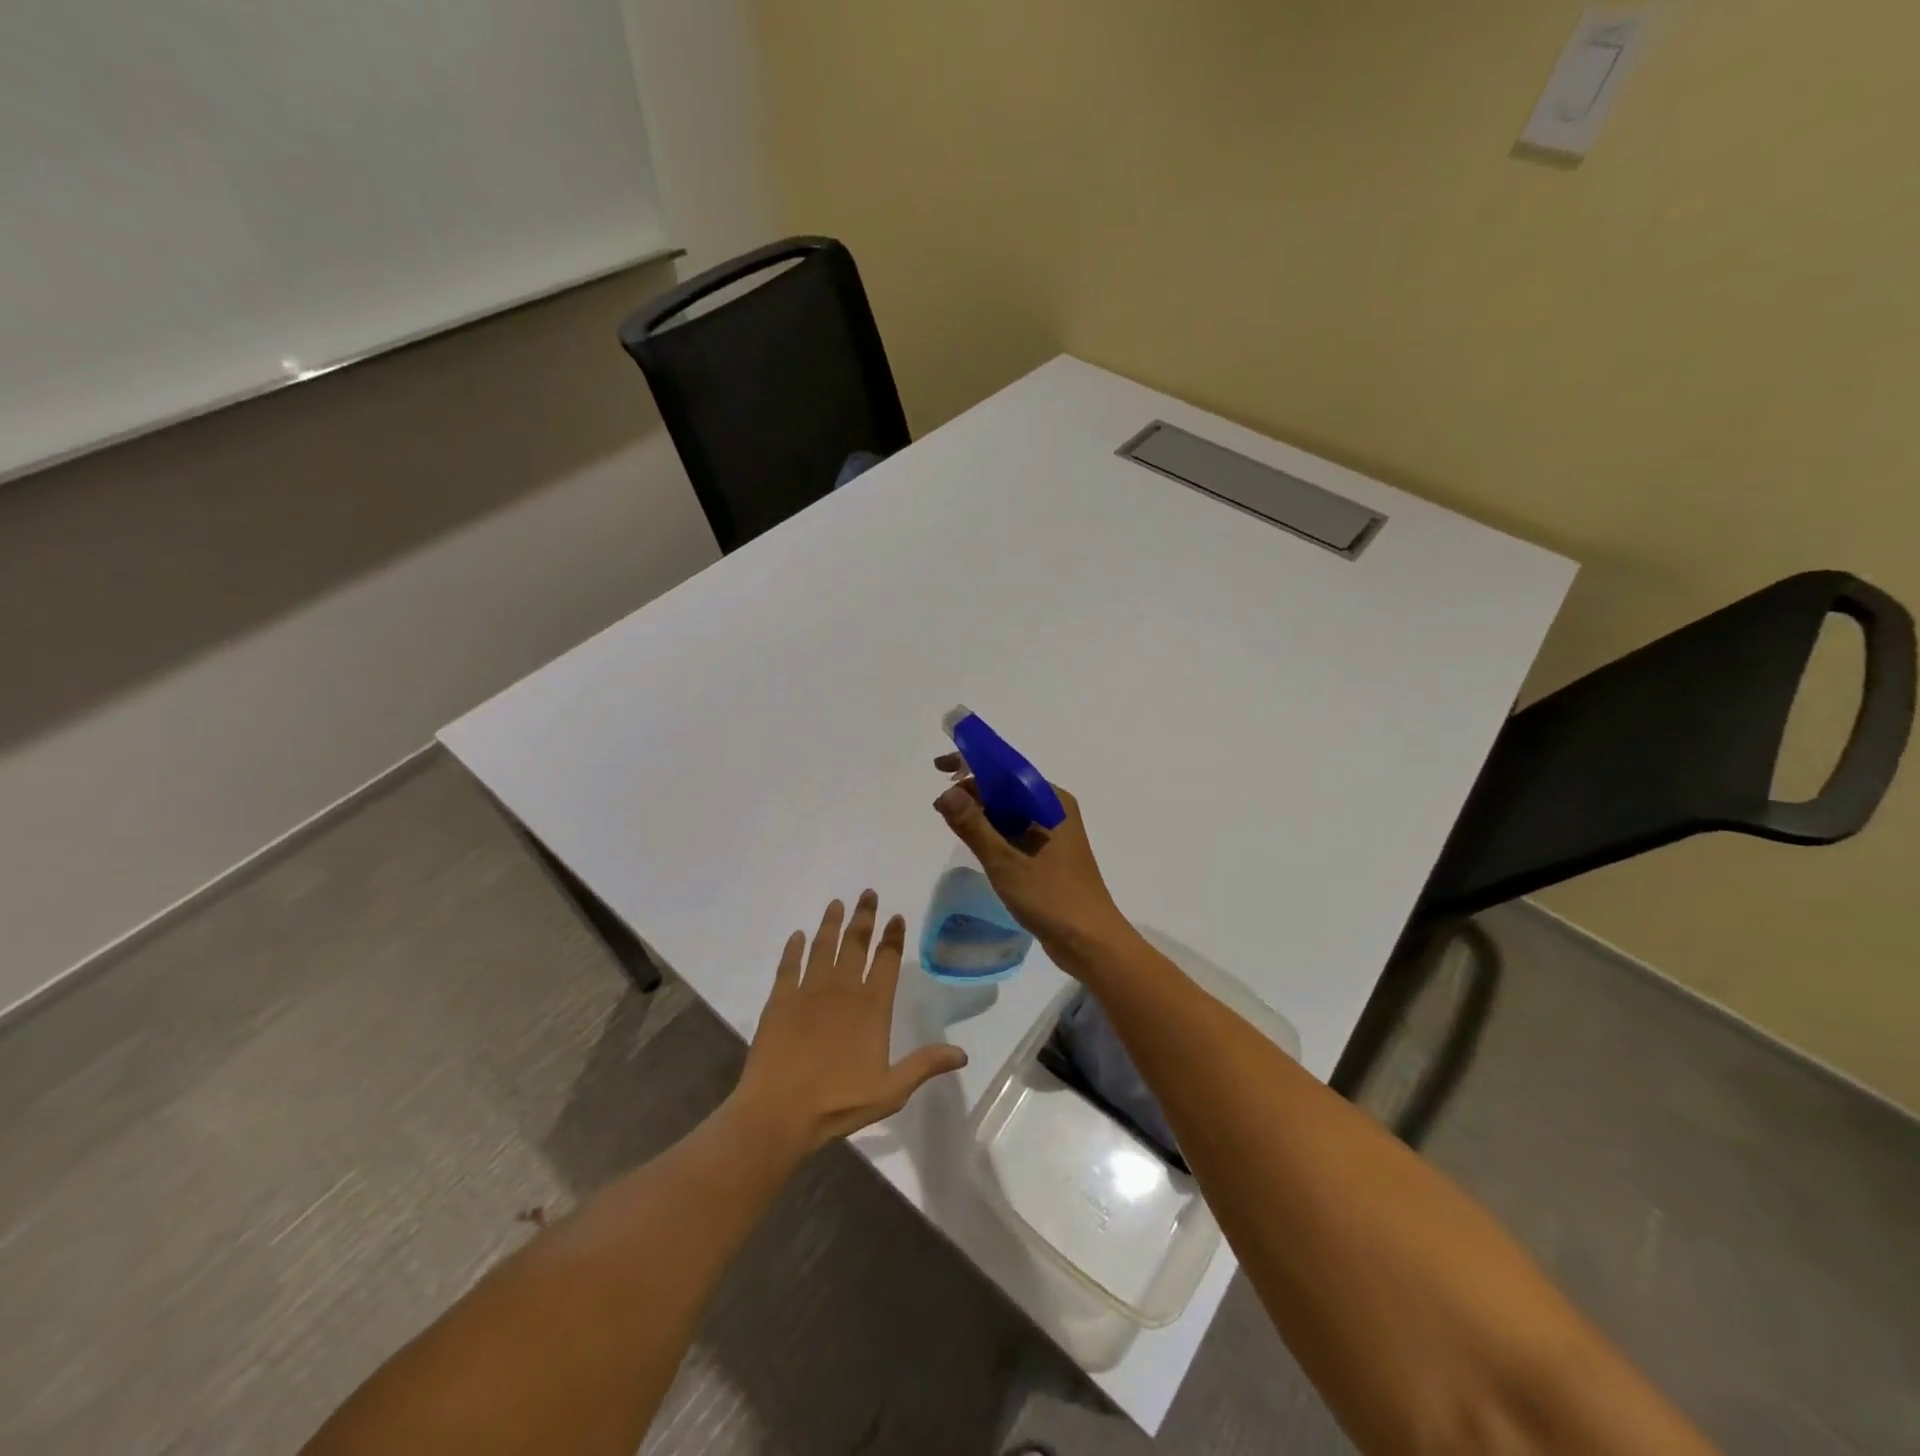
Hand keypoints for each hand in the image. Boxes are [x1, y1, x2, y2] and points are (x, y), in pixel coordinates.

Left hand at [731, 891, 967, 1155]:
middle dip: (864, 917)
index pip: (887, 961)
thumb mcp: (891, 1090)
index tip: (896, 916)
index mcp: (872, 1007)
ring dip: (831, 924)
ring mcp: (809, 991)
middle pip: (856, 944)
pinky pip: (788, 966)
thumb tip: (963, 1054)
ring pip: (823, 947)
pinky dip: (794, 949)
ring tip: (836, 904)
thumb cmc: (838, 1102)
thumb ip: (924, 1066)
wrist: (780, 1112)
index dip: (893, 938)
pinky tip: (797, 936)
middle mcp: (843, 990)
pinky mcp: (780, 1000)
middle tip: (868, 893)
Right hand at [932, 755, 1129, 958]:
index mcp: (1051, 802)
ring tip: (951, 822)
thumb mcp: (1005, 861)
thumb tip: (945, 792)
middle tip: (940, 806)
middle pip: (1008, 788)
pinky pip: (1017, 831)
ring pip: (1011, 811)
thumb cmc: (1051, 898)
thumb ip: (973, 826)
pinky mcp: (1050, 855)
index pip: (1007, 769)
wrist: (1091, 943)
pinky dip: (995, 832)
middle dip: (974, 791)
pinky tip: (976, 843)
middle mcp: (1054, 810)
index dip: (972, 764)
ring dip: (983, 813)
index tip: (940, 768)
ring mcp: (1054, 833)